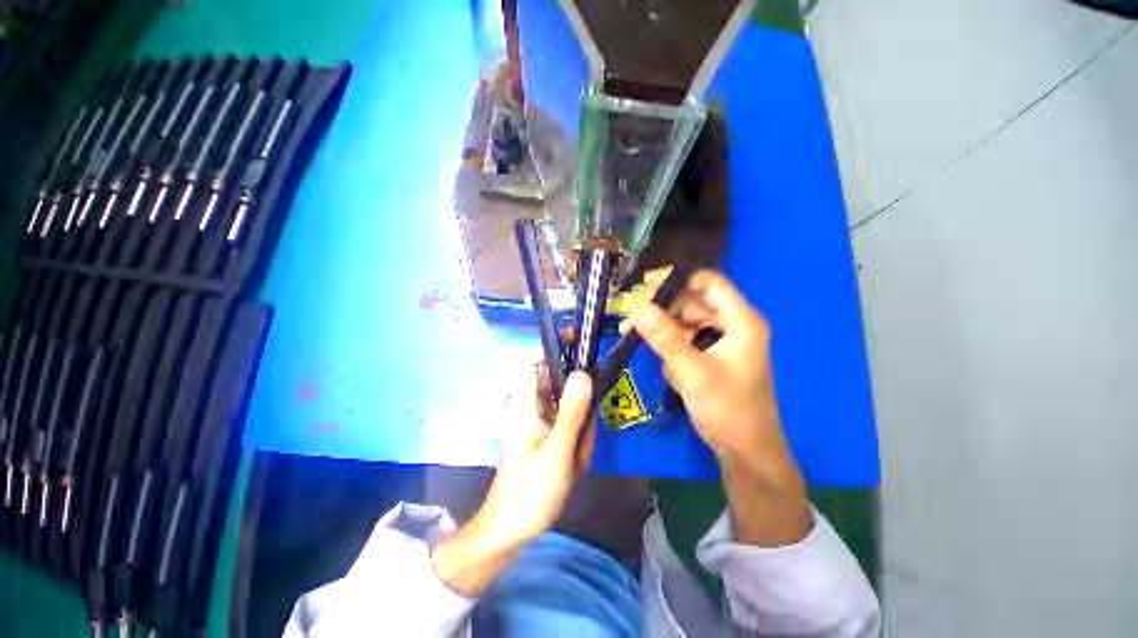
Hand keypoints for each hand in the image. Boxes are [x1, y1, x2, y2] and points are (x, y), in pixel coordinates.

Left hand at [432, 369, 593, 594]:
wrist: (510, 532)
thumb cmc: (529, 491)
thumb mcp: (557, 451)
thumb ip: (571, 412)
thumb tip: (583, 372)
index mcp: (528, 404)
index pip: (538, 363)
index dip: (557, 349)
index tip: (583, 346)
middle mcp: (535, 408)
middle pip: (565, 389)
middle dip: (581, 410)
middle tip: (581, 442)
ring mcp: (544, 423)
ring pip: (573, 411)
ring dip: (582, 432)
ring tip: (576, 460)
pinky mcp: (550, 437)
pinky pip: (572, 429)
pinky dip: (579, 443)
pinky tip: (576, 465)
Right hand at [630, 268, 810, 545]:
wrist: (745, 451)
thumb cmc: (728, 410)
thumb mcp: (693, 372)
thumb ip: (665, 338)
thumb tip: (638, 308)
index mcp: (741, 321)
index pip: (709, 282)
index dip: (678, 278)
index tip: (645, 284)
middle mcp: (733, 324)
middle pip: (693, 302)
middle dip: (662, 309)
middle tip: (632, 319)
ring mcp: (722, 340)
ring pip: (686, 321)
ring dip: (663, 329)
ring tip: (637, 338)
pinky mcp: (712, 355)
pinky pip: (686, 339)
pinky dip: (671, 345)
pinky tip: (664, 364)